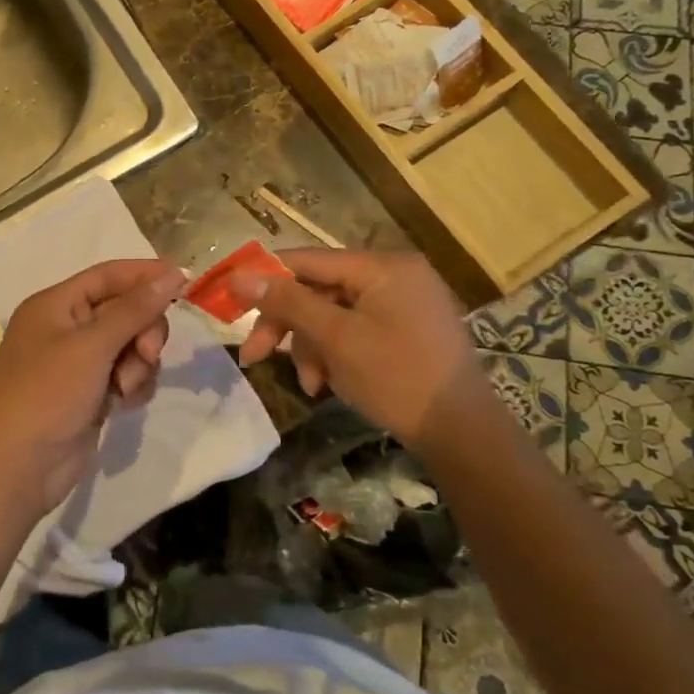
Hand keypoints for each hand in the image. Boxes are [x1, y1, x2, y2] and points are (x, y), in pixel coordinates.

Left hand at [0, 259, 185, 516]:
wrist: (18, 466)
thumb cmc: (48, 393)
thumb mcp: (92, 345)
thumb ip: (134, 309)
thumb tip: (172, 273)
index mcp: (55, 305)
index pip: (108, 276)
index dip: (146, 275)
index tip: (185, 281)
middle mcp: (66, 328)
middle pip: (124, 311)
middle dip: (143, 330)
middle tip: (148, 353)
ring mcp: (78, 363)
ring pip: (130, 345)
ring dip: (138, 363)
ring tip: (124, 388)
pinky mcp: (90, 393)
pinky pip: (126, 374)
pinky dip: (132, 385)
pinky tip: (124, 403)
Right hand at [230, 248, 485, 449]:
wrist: (463, 434)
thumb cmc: (397, 378)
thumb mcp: (335, 338)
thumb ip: (287, 302)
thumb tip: (239, 276)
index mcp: (382, 266)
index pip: (307, 259)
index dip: (265, 278)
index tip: (230, 301)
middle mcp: (394, 275)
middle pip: (318, 290)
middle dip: (288, 326)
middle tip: (254, 356)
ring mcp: (403, 303)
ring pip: (333, 315)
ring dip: (311, 348)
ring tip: (310, 385)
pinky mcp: (407, 330)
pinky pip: (355, 330)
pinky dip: (335, 354)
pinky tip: (328, 384)